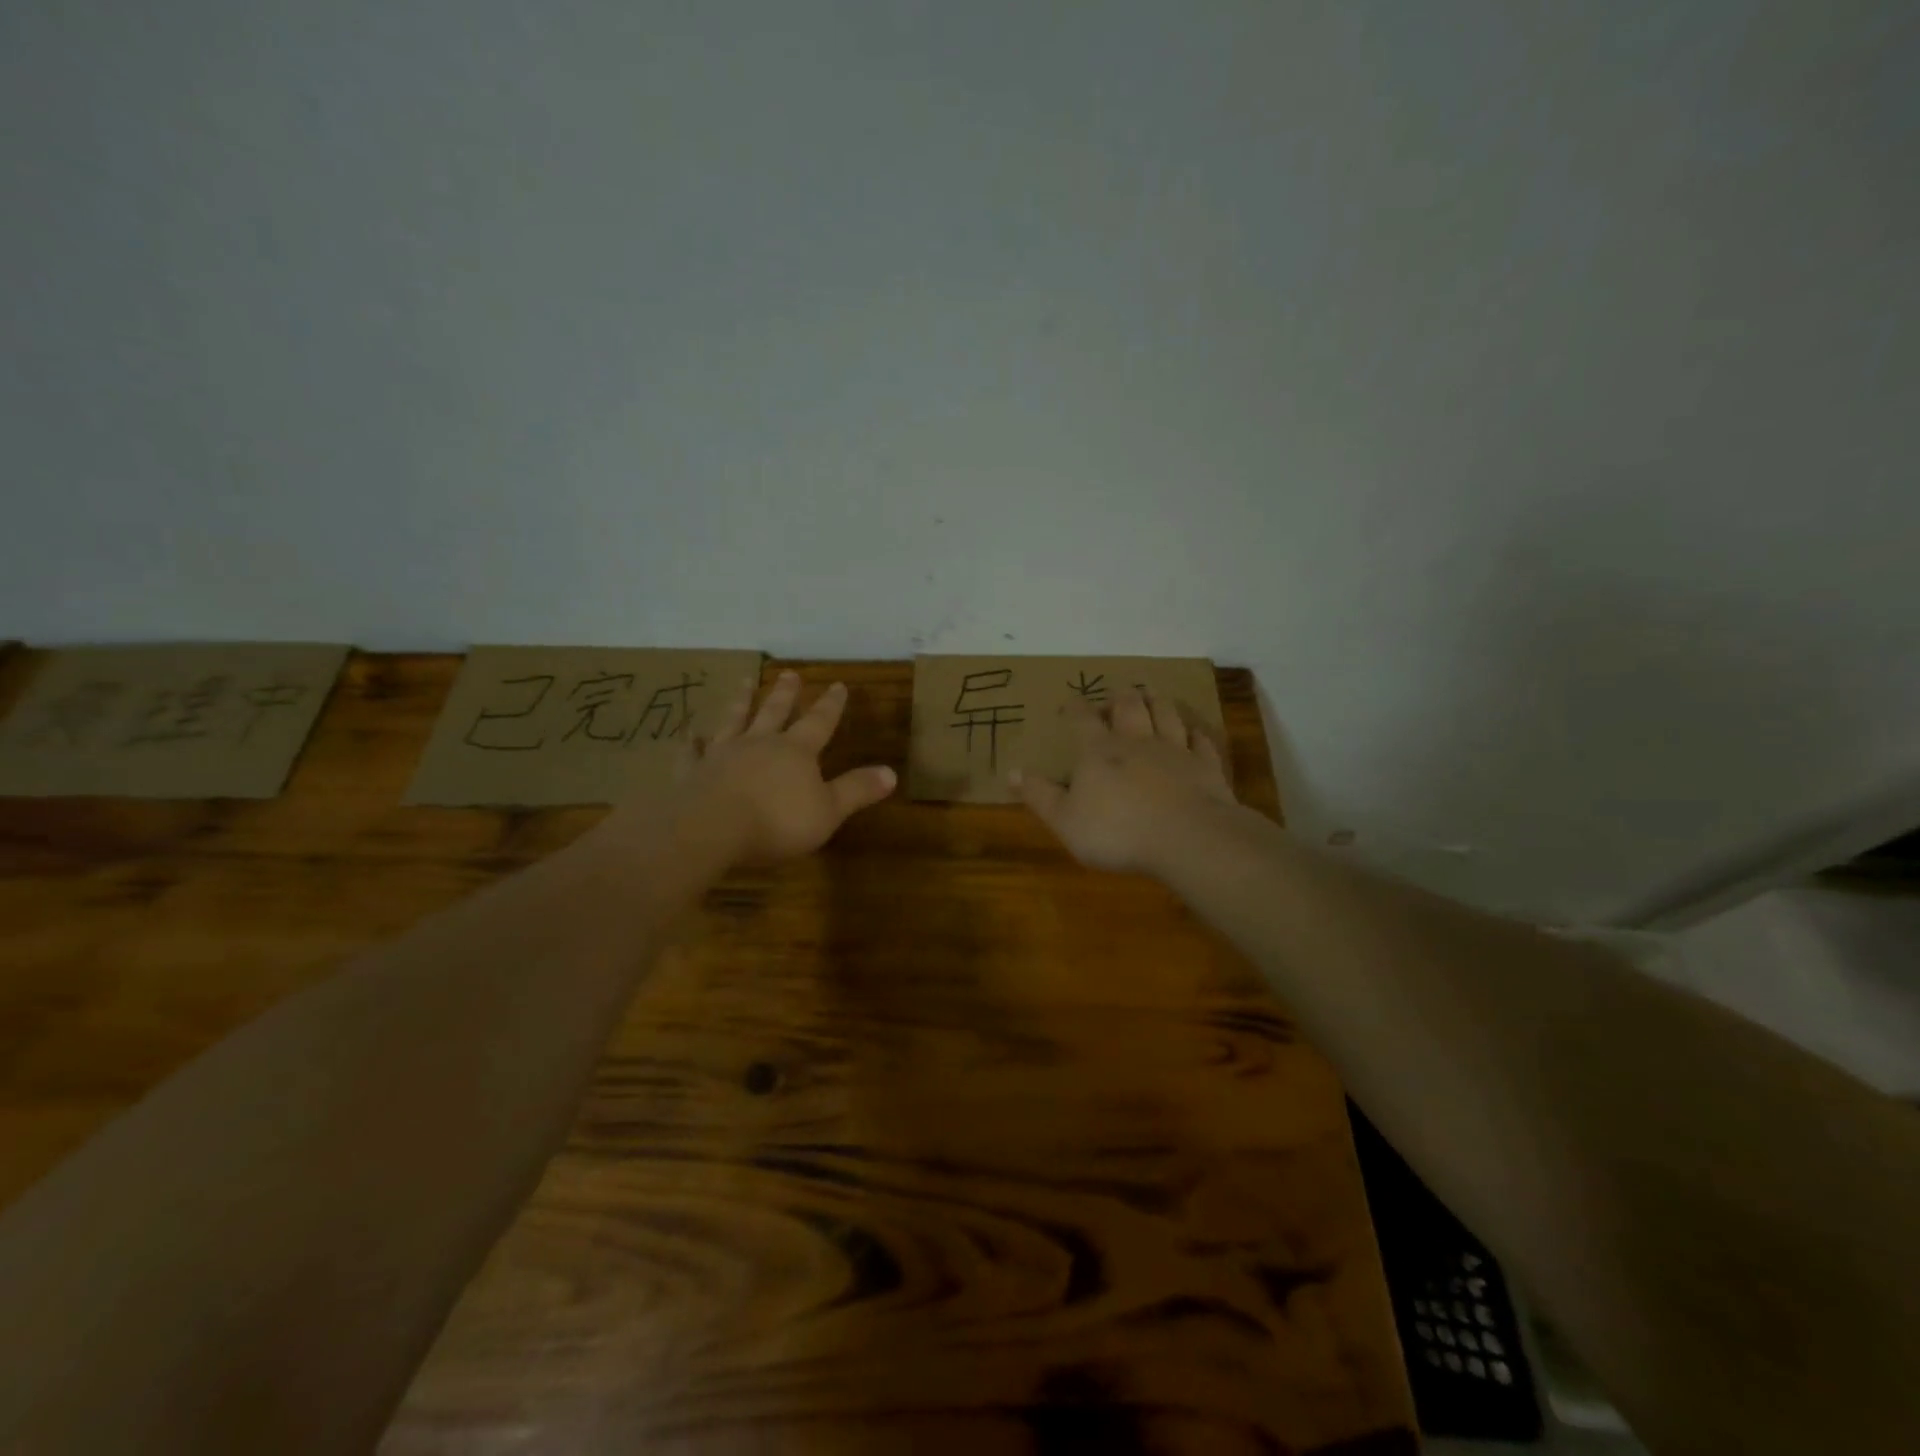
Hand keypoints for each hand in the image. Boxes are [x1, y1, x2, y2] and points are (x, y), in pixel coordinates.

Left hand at [634, 671, 896, 865]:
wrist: (709, 829)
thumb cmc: (776, 822)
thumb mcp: (828, 811)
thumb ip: (857, 790)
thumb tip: (892, 772)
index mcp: (795, 752)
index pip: (819, 722)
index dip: (831, 705)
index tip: (838, 685)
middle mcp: (760, 743)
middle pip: (775, 712)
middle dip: (785, 693)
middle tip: (789, 673)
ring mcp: (723, 754)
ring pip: (735, 720)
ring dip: (741, 701)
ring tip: (745, 681)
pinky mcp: (693, 772)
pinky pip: (694, 752)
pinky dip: (694, 742)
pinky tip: (692, 734)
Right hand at [1012, 687, 1237, 874]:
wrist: (1187, 838)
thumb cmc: (1117, 832)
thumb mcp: (1065, 820)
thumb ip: (1039, 795)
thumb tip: (1011, 771)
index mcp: (1099, 751)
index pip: (1083, 718)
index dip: (1075, 707)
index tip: (1070, 704)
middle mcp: (1137, 741)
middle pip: (1129, 704)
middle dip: (1119, 696)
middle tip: (1115, 698)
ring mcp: (1175, 750)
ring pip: (1166, 712)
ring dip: (1156, 702)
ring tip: (1150, 697)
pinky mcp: (1205, 766)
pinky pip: (1200, 741)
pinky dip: (1194, 734)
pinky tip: (1193, 733)